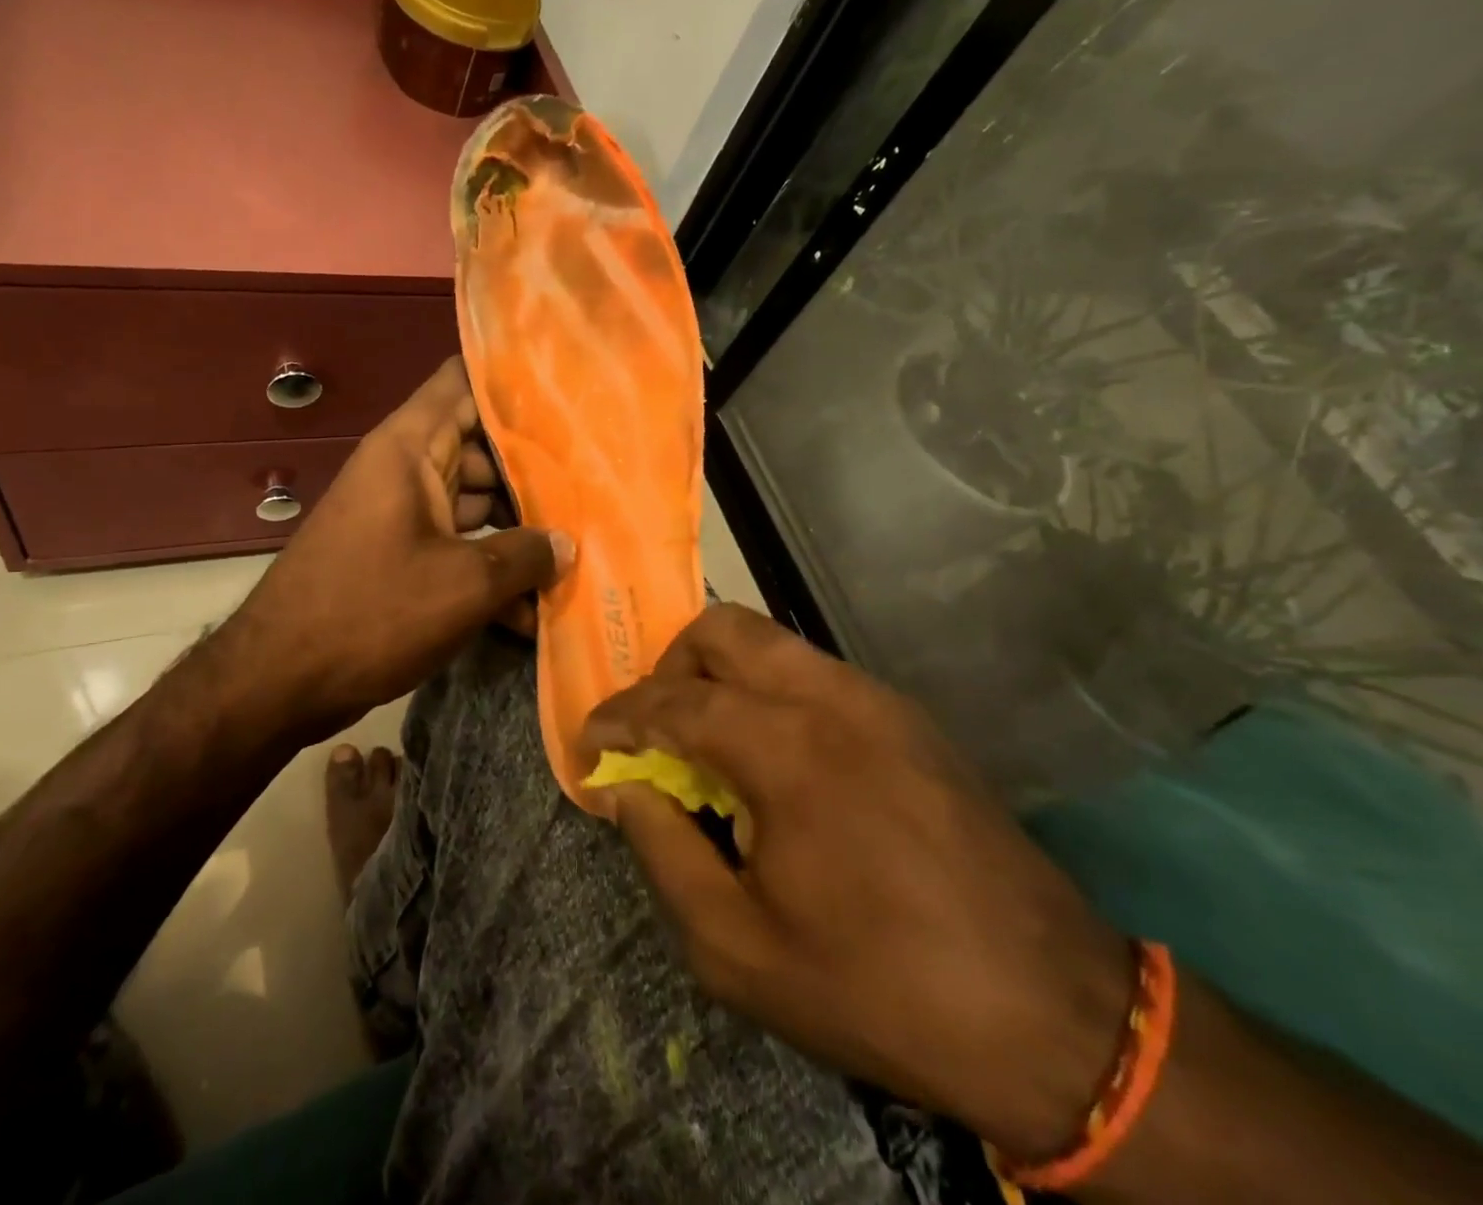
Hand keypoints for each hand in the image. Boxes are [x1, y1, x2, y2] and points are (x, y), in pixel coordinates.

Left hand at [216, 358, 571, 746]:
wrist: (279, 681)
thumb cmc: (372, 612)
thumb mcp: (464, 584)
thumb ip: (525, 556)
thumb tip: (565, 545)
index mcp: (409, 448)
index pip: (463, 381)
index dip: (513, 377)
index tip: (570, 387)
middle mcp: (405, 470)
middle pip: (481, 448)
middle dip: (536, 470)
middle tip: (597, 483)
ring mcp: (402, 516)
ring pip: (474, 503)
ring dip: (518, 532)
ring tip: (578, 552)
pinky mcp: (401, 558)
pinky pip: (456, 547)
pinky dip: (488, 571)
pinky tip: (531, 613)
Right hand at [583, 603, 1130, 1160]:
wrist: (1055, 1017)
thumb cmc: (878, 988)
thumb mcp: (737, 948)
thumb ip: (664, 851)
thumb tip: (627, 789)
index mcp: (784, 745)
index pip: (671, 702)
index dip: (617, 718)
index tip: (590, 745)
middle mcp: (829, 696)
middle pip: (720, 629)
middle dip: (668, 669)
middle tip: (655, 731)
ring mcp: (875, 698)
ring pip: (768, 640)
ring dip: (719, 676)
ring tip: (709, 744)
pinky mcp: (907, 717)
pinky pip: (810, 673)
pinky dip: (767, 692)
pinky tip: (773, 760)